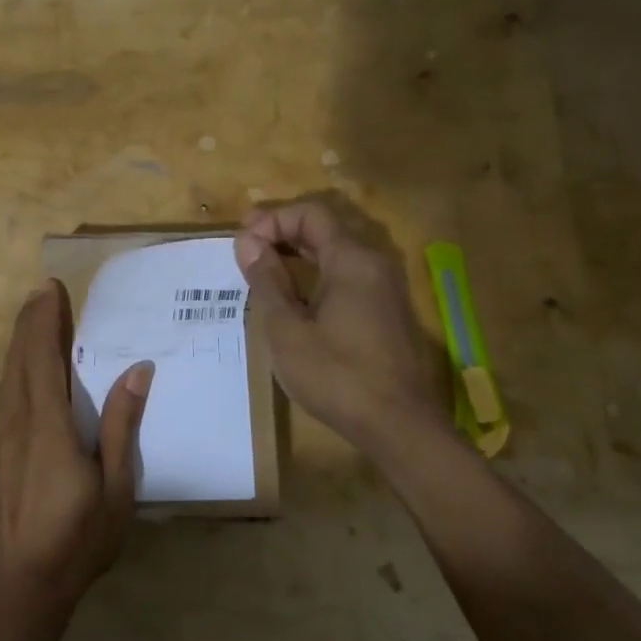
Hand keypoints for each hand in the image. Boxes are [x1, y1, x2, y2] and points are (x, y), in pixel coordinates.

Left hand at [0, 280, 152, 613]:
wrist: (23, 585)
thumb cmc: (79, 539)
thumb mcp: (116, 487)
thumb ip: (121, 425)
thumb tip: (137, 371)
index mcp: (48, 427)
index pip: (43, 358)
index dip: (44, 320)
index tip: (50, 288)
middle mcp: (17, 424)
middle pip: (19, 360)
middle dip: (29, 322)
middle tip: (42, 291)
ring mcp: (1, 439)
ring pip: (6, 378)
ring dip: (18, 343)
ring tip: (32, 319)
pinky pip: (3, 398)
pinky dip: (13, 370)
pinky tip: (21, 372)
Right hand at [234, 196, 442, 453]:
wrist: (398, 425)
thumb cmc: (336, 376)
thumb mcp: (287, 330)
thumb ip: (267, 281)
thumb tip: (248, 242)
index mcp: (352, 261)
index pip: (311, 214)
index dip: (273, 219)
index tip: (242, 241)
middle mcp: (375, 263)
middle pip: (327, 228)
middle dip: (283, 231)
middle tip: (246, 246)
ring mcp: (385, 287)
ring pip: (338, 252)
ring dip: (299, 252)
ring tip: (263, 267)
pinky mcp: (387, 310)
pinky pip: (348, 275)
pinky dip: (316, 272)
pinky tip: (295, 295)